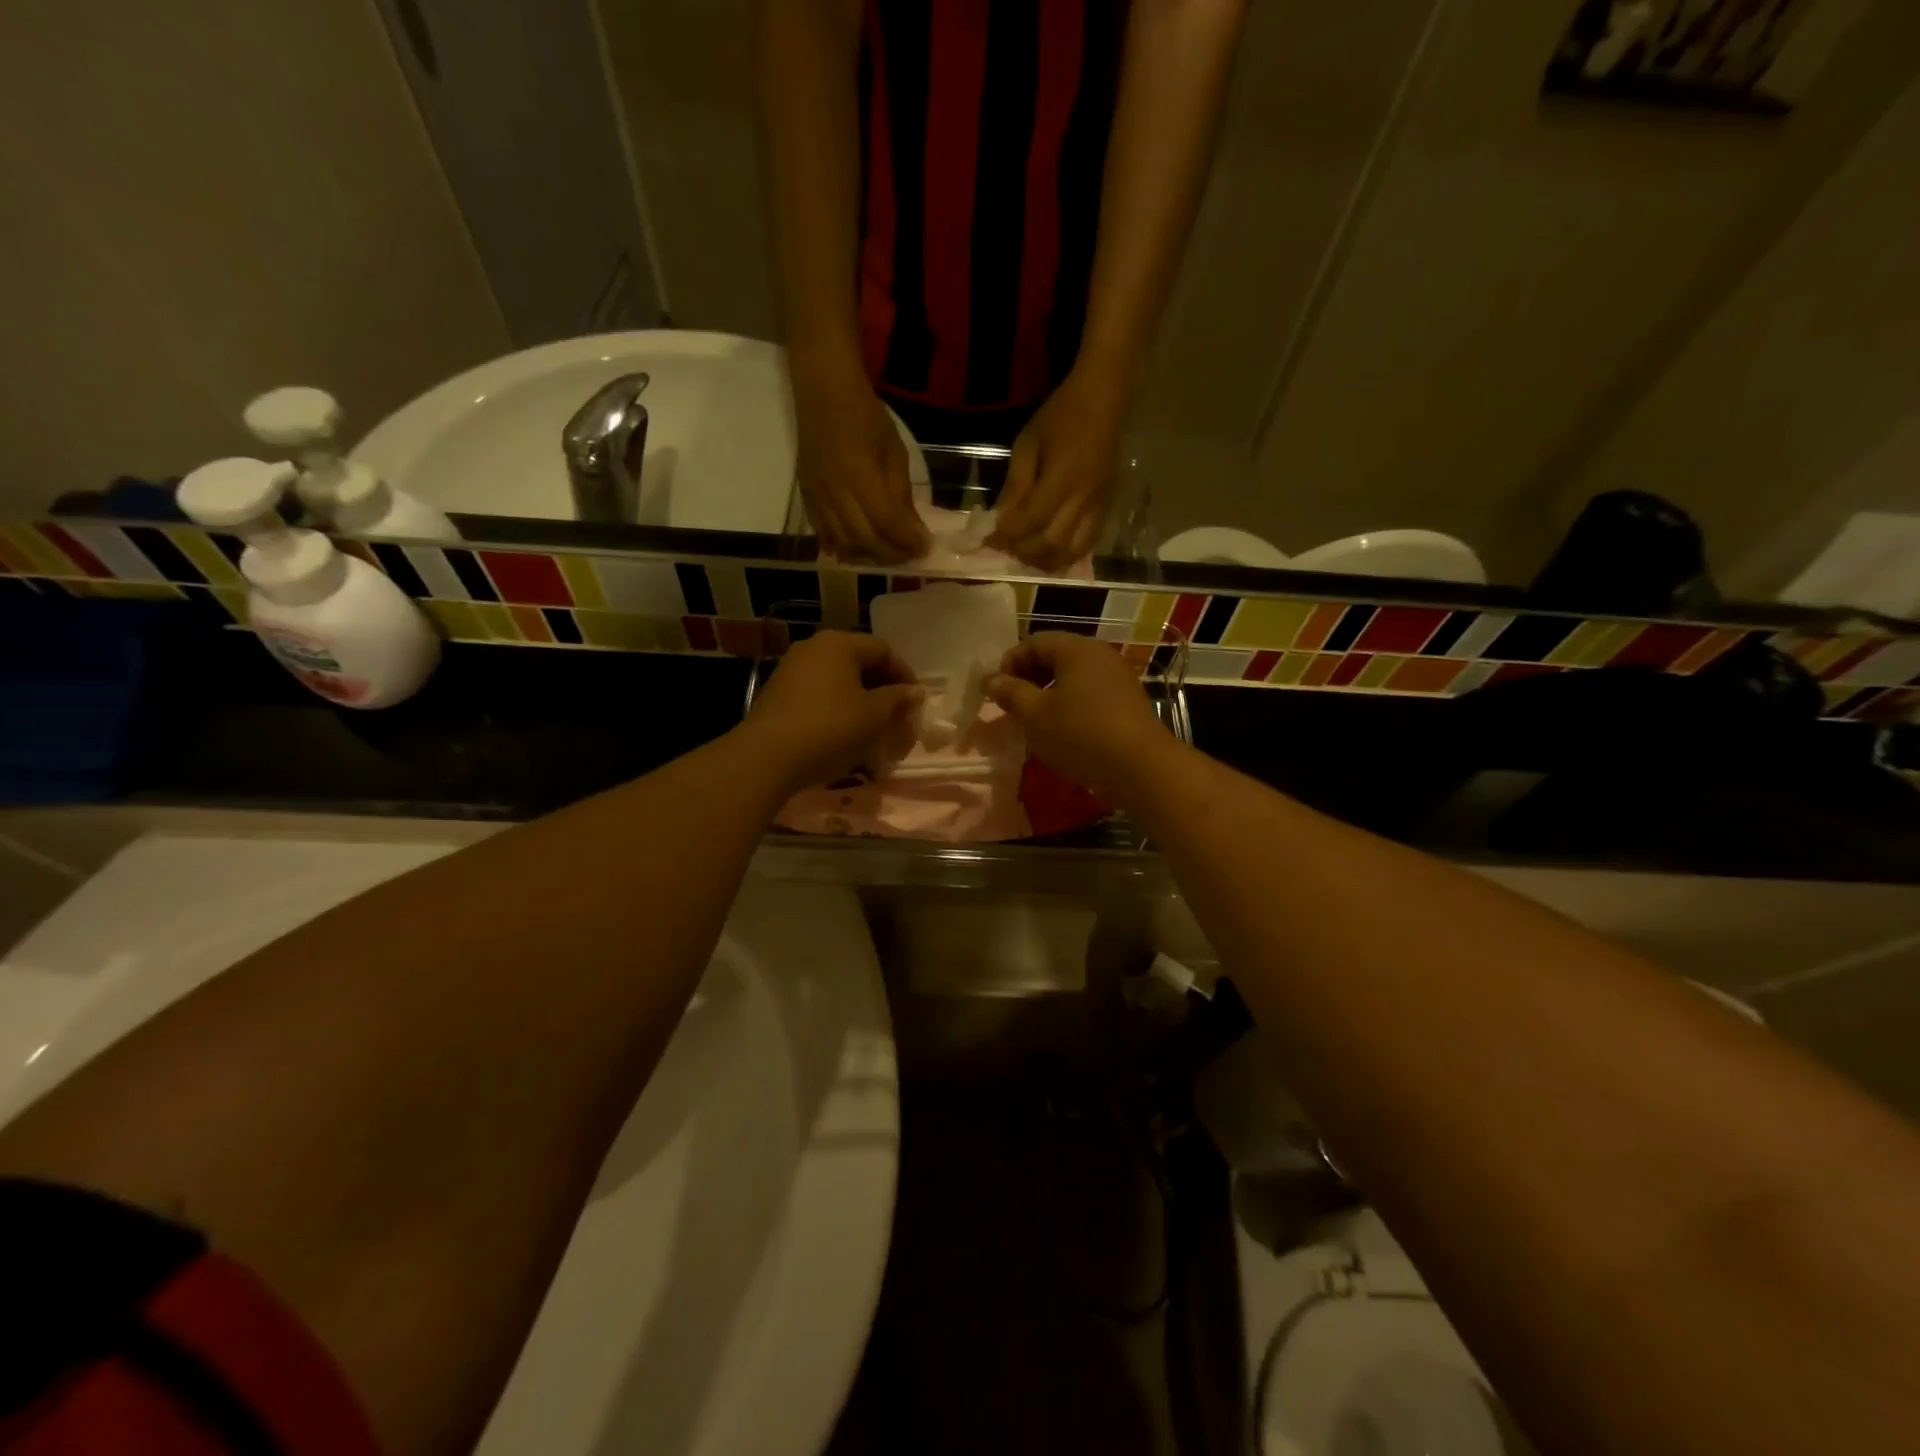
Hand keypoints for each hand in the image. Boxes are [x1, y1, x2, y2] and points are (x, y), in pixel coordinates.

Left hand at [744, 630, 924, 793]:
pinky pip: (819, 693)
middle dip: (882, 689)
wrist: (767, 757)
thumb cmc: (830, 729)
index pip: (883, 650)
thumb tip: (914, 691)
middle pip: (859, 662)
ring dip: (860, 700)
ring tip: (874, 727)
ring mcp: (792, 668)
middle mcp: (814, 647)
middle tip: (897, 716)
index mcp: (840, 644)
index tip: (915, 702)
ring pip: (838, 679)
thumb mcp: (873, 716)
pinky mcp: (779, 692)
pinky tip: (844, 733)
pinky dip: (837, 708)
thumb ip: (897, 699)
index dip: (904, 675)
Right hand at [792, 354, 929, 561]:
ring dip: (869, 557)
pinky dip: (844, 549)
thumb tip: (913, 532)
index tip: (925, 548)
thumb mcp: (895, 452)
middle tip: (909, 555)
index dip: (907, 541)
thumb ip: (901, 495)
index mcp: (860, 475)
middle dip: (891, 554)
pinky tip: (860, 551)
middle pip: (864, 540)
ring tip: (887, 555)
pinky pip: (824, 535)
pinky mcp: (806, 498)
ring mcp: (817, 497)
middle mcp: (835, 492)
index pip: (886, 523)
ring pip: (843, 544)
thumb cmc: (866, 416)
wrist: (823, 392)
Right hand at [985, 632, 1171, 799]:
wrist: (1140, 767)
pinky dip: (1070, 704)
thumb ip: (1010, 693)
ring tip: (1034, 720)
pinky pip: (1090, 693)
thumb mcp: (1035, 714)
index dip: (1009, 663)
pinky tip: (1063, 730)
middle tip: (1012, 706)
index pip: (1033, 642)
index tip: (996, 692)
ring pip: (1073, 676)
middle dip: (1028, 678)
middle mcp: (1099, 655)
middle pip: (1055, 656)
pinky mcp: (1127, 701)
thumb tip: (990, 679)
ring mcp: (1118, 677)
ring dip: (1048, 693)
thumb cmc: (1080, 733)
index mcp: (1076, 649)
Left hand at [990, 363, 1129, 569]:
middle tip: (1007, 549)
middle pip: (1052, 543)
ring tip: (1029, 556)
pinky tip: (1053, 553)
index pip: (1031, 521)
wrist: (1103, 400)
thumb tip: (1002, 521)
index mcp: (1062, 479)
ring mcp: (1099, 506)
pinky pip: (1089, 544)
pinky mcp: (1108, 507)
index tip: (990, 541)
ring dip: (1047, 560)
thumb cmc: (1060, 416)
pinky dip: (1068, 555)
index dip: (1008, 536)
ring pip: (1073, 551)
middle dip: (1025, 552)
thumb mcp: (1027, 445)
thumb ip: (1015, 486)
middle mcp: (1083, 499)